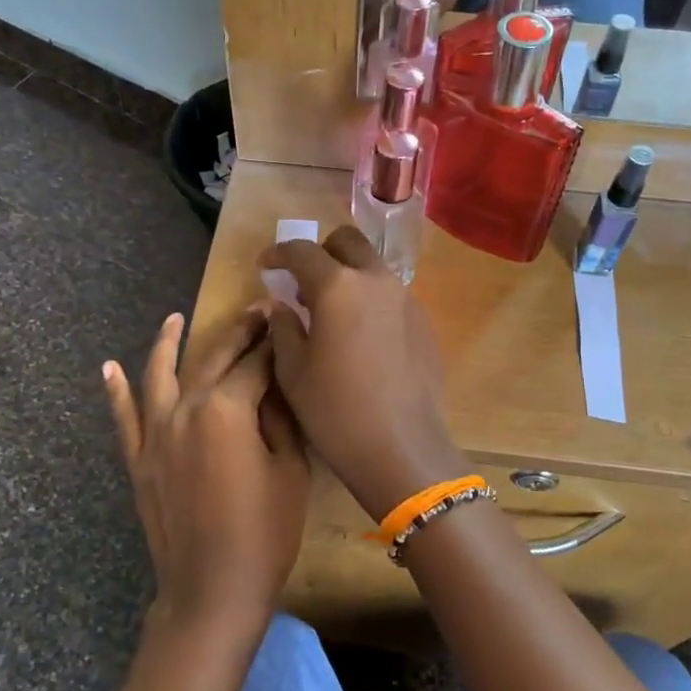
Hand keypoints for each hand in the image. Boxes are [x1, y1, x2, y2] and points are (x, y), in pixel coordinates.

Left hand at [104, 307, 308, 637]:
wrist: (212, 589)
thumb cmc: (265, 532)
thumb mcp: (290, 470)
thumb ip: (280, 417)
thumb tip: (277, 381)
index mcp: (226, 408)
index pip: (255, 363)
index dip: (273, 341)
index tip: (284, 320)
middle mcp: (185, 409)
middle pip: (212, 360)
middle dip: (237, 333)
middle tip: (254, 313)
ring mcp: (155, 434)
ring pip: (159, 376)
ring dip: (167, 344)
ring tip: (173, 319)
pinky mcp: (139, 460)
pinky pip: (124, 418)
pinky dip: (116, 391)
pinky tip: (110, 368)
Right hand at [258, 228, 465, 521]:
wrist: (402, 448)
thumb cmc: (336, 411)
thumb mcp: (293, 372)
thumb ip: (284, 327)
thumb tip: (283, 306)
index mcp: (337, 286)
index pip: (301, 251)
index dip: (278, 254)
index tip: (266, 266)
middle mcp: (375, 280)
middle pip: (347, 242)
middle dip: (321, 252)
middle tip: (303, 282)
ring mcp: (406, 299)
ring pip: (373, 267)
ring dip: (349, 275)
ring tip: (332, 311)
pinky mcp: (424, 322)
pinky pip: (391, 295)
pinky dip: (370, 300)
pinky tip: (362, 337)